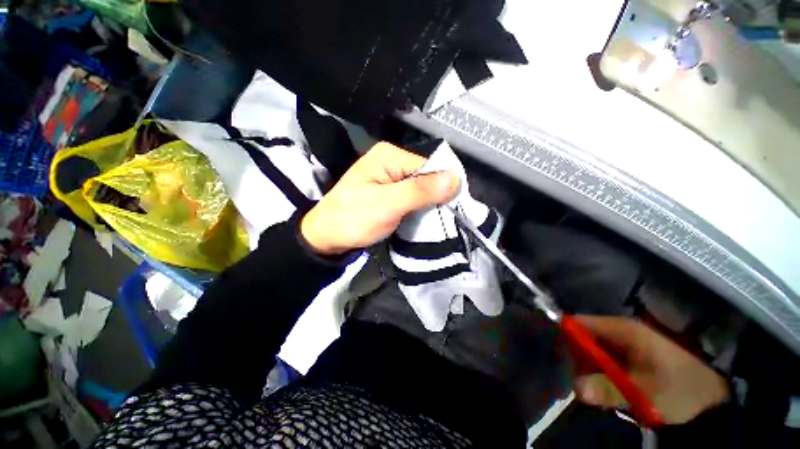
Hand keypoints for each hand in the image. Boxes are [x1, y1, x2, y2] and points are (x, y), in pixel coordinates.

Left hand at [301, 142, 459, 254]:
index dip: (444, 185)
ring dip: (429, 204)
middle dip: (437, 197)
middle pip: (427, 177)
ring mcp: (390, 178)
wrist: (327, 238)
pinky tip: (423, 219)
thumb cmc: (353, 219)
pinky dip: (420, 208)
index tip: (453, 208)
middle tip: (444, 218)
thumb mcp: (388, 204)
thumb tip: (455, 178)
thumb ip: (420, 191)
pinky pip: (413, 198)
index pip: (430, 166)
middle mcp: (392, 162)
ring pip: (421, 189)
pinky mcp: (390, 193)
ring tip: (435, 220)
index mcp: (390, 156)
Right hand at [571, 316, 729, 424]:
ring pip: (592, 351)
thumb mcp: (645, 393)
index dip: (568, 339)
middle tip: (587, 387)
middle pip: (583, 338)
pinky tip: (610, 390)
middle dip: (580, 362)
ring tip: (601, 392)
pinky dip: (601, 375)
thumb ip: (609, 389)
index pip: (579, 323)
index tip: (567, 363)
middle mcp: (619, 330)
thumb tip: (577, 388)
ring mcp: (624, 342)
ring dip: (591, 372)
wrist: (712, 398)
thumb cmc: (679, 388)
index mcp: (621, 329)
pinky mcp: (629, 356)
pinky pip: (603, 360)